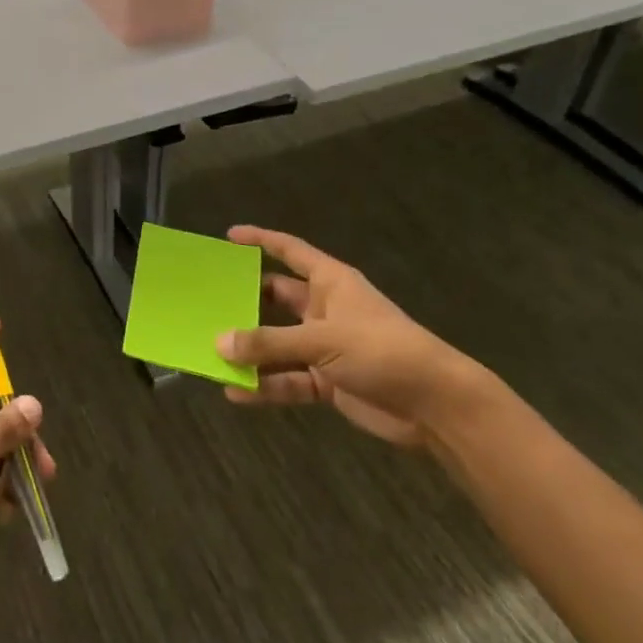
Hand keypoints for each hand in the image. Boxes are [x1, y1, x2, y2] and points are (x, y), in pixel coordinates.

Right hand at [216, 226, 502, 448]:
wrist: (435, 406)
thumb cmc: (382, 351)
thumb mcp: (322, 340)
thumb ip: (269, 342)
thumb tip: (219, 342)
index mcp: (331, 283)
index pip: (290, 251)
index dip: (261, 240)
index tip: (229, 236)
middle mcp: (324, 310)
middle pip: (276, 299)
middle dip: (245, 302)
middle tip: (207, 303)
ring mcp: (326, 347)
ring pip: (277, 343)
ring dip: (251, 351)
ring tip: (212, 354)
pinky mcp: (328, 381)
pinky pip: (288, 379)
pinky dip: (265, 386)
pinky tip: (236, 393)